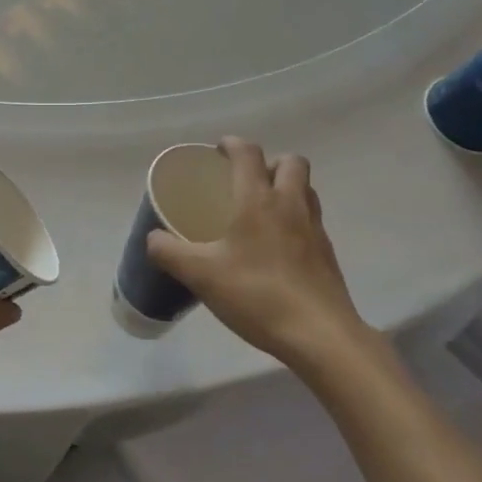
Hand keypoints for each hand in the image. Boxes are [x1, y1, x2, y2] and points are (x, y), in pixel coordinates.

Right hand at [147, 137, 378, 375]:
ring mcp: (315, 229)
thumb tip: (153, 238)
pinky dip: (295, 219)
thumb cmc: (257, 295)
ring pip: (306, 190)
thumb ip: (169, 252)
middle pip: (291, 163)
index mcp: (258, 201)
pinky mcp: (327, 254)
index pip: (248, 154)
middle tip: (245, 180)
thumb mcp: (200, 275)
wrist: (319, 336)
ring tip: (261, 209)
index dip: (232, 145)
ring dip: (286, 187)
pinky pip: (311, 220)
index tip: (218, 150)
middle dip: (268, 162)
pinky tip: (276, 246)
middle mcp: (291, 205)